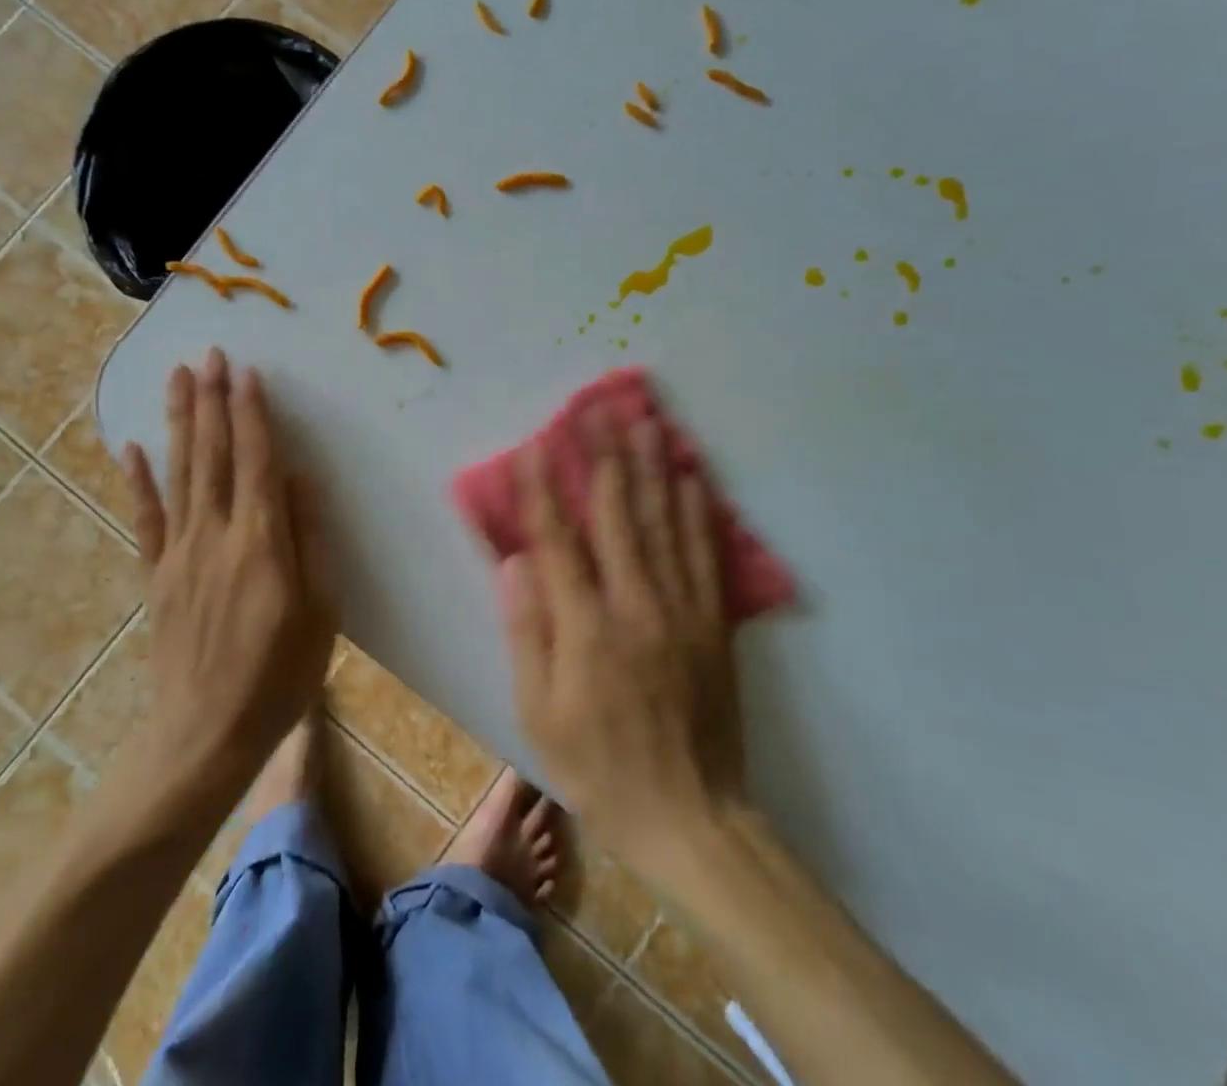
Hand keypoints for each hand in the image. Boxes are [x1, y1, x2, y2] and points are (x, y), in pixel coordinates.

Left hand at [123, 349, 336, 787]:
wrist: (206, 734)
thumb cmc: (280, 674)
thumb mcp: (321, 610)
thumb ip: (310, 538)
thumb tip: (300, 476)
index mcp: (261, 540)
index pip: (256, 459)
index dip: (252, 412)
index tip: (246, 371)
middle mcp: (215, 534)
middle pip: (212, 454)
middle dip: (212, 400)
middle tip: (209, 354)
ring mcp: (179, 553)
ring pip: (178, 473)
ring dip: (179, 422)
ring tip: (178, 377)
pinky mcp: (156, 576)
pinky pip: (146, 519)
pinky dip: (138, 481)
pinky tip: (132, 448)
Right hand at [501, 411, 745, 870]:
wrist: (691, 816)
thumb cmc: (599, 767)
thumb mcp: (539, 713)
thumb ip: (527, 631)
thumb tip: (514, 563)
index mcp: (587, 628)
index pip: (558, 541)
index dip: (542, 490)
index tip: (533, 446)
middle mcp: (636, 605)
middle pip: (617, 514)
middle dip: (602, 456)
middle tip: (595, 409)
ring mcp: (681, 609)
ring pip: (664, 522)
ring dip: (652, 467)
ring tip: (645, 421)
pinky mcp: (713, 622)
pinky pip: (706, 554)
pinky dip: (698, 512)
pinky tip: (692, 477)